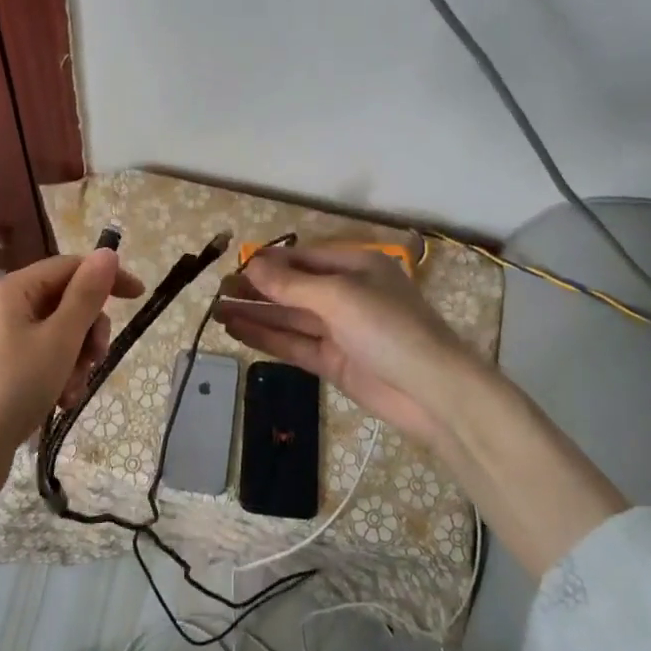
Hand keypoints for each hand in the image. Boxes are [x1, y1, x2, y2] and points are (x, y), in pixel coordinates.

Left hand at [0, 250, 142, 535]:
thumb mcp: (59, 339)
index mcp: (10, 290)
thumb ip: (86, 295)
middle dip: (88, 331)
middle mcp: (0, 306)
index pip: (69, 267)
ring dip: (76, 360)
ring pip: (57, 334)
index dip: (106, 277)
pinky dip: (58, 375)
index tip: (139, 296)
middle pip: (64, 302)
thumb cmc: (13, 388)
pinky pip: (41, 357)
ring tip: (73, 391)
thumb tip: (107, 252)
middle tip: (96, 359)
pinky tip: (62, 402)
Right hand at [215, 245, 484, 451]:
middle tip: (218, 290)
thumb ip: (291, 284)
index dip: (269, 262)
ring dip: (256, 313)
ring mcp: (340, 330)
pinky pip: (294, 344)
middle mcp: (347, 294)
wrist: (433, 392)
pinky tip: (237, 331)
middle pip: (294, 288)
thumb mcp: (338, 297)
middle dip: (257, 289)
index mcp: (356, 267)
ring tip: (217, 310)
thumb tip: (253, 264)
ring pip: (290, 317)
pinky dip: (267, 337)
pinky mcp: (335, 361)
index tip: (234, 266)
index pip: (304, 258)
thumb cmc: (388, 328)